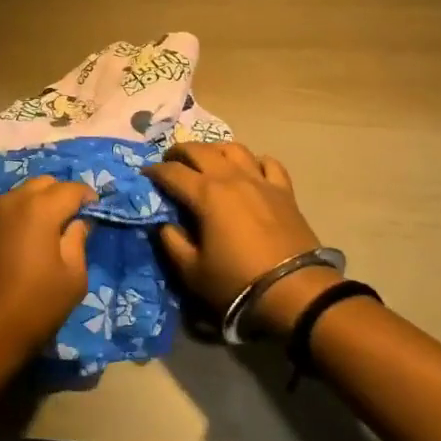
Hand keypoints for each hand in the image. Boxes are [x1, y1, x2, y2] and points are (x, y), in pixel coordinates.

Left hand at [0, 176, 92, 382]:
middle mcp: (11, 202)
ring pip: (20, 195)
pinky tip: (22, 243)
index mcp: (39, 209)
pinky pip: (3, 212)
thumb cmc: (31, 309)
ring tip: (49, 231)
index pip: (72, 188)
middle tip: (73, 219)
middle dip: (62, 195)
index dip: (89, 197)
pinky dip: (18, 218)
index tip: (97, 211)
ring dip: (38, 204)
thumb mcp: (72, 279)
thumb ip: (78, 241)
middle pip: (43, 184)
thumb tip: (78, 222)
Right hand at [146, 142, 333, 336]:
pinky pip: (268, 163)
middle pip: (200, 150)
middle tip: (170, 161)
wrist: (294, 291)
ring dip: (215, 150)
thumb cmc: (237, 282)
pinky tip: (250, 170)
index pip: (172, 172)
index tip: (145, 175)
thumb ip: (172, 243)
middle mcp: (231, 177)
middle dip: (180, 151)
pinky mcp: (284, 191)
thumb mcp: (192, 272)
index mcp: (206, 194)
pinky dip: (254, 161)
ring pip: (234, 148)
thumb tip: (164, 224)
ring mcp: (260, 180)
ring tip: (208, 160)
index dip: (155, 171)